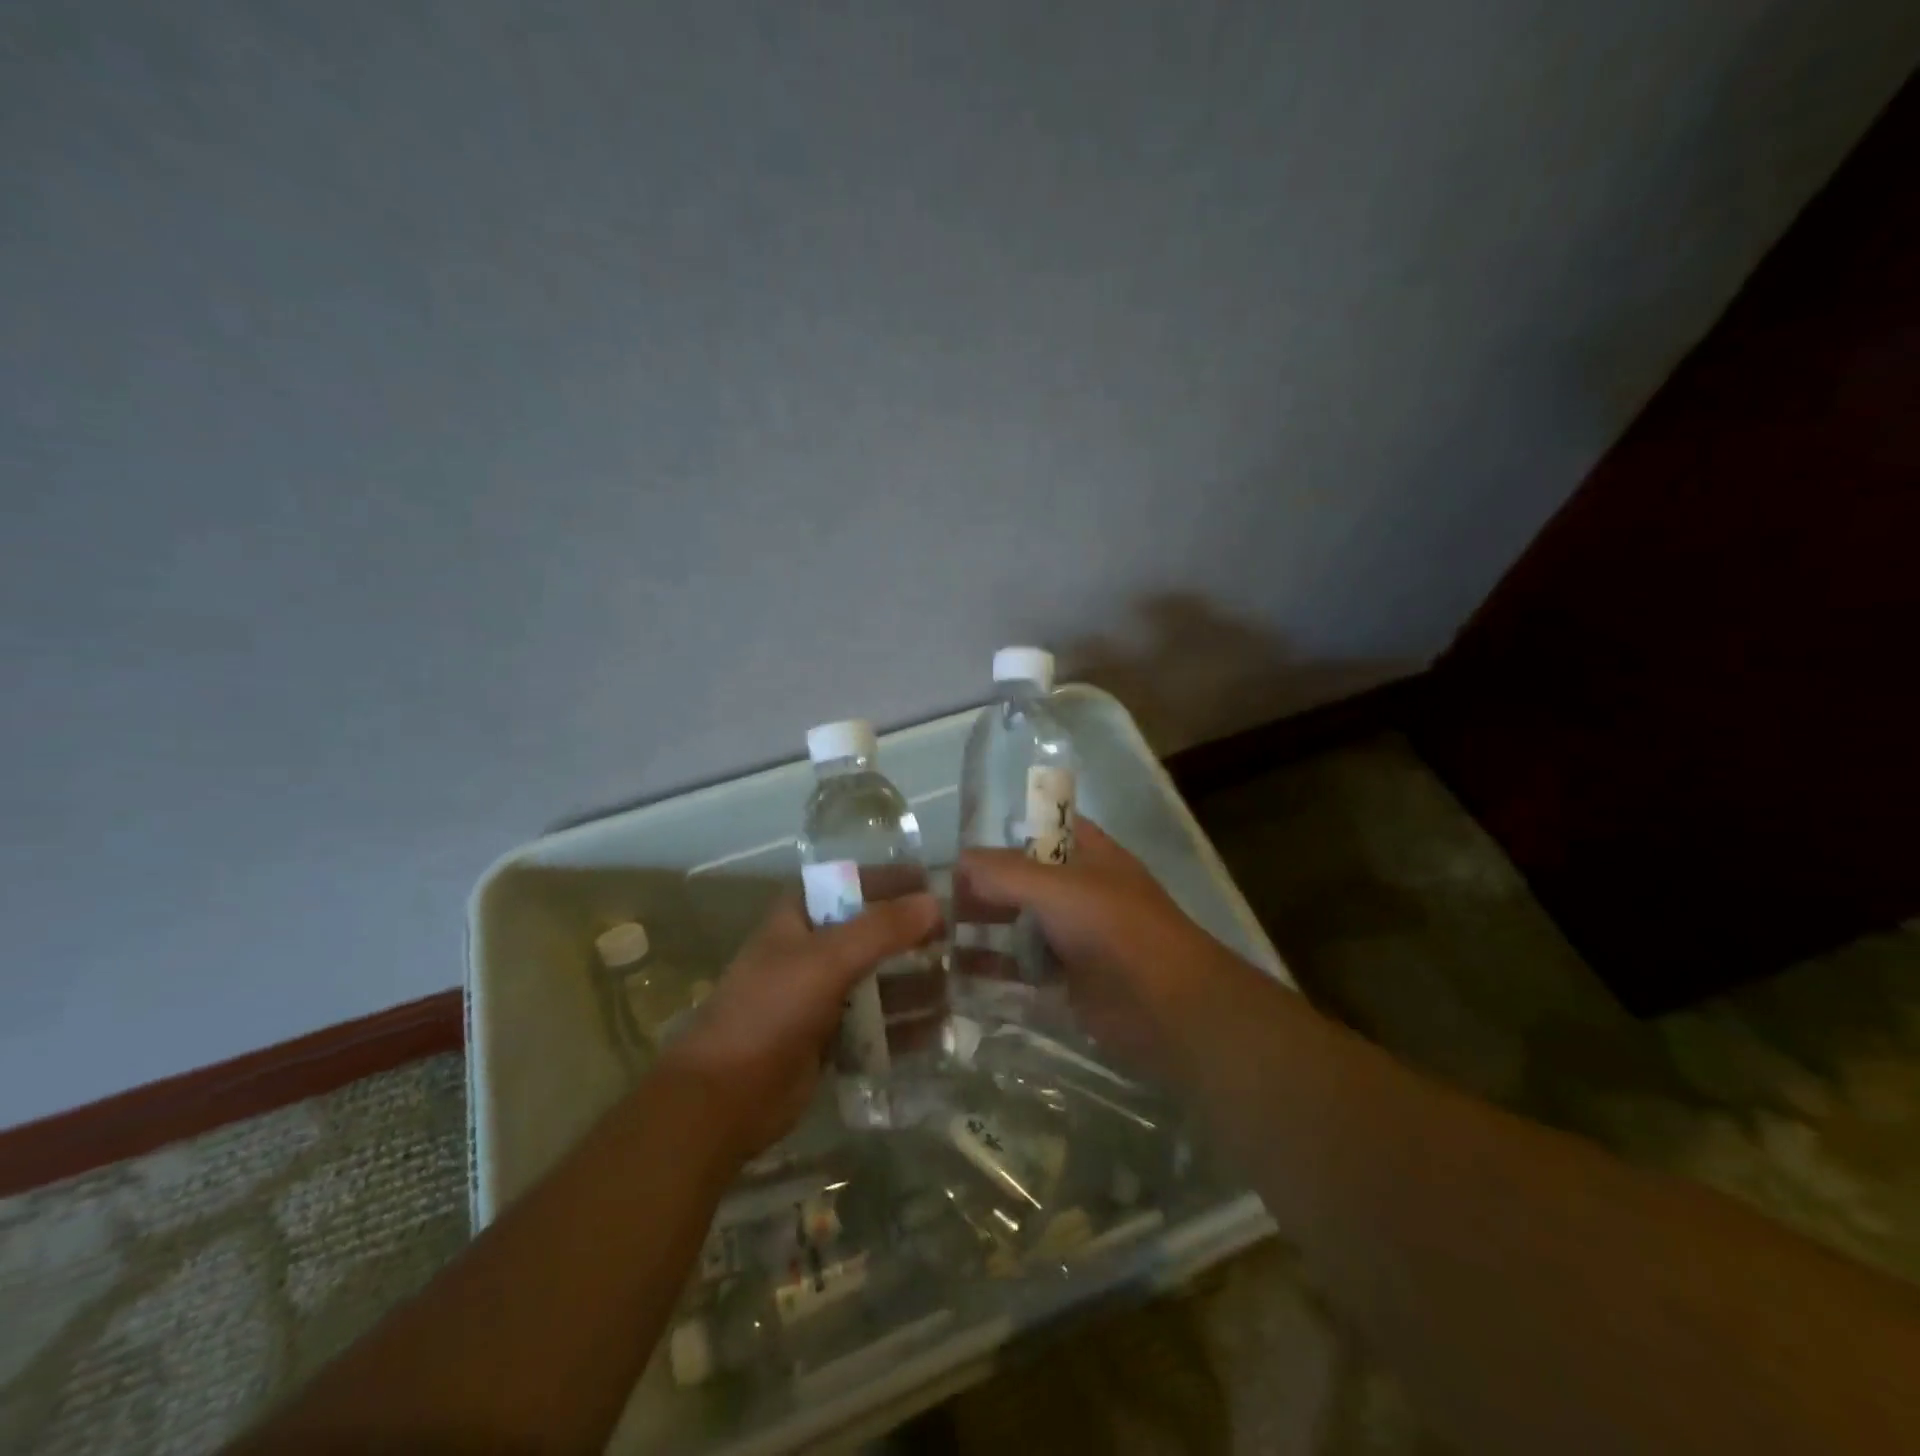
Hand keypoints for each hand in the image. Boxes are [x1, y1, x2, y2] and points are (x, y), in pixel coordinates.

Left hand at [656, 891, 941, 1161]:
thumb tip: (934, 902)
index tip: (940, 885)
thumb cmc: (770, 1010)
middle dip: (915, 936)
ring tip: (963, 986)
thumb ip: (881, 928)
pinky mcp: (831, 1037)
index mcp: (800, 916)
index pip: (853, 883)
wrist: (724, 1097)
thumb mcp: (827, 959)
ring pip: (879, 980)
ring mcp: (821, 995)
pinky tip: (942, 1029)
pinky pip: (877, 1022)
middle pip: (873, 933)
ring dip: (917, 982)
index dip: (894, 881)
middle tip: (964, 940)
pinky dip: (906, 1024)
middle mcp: (813, 949)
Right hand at [956, 820, 1252, 1075]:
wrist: (1167, 1008)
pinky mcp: (1069, 981)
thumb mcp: (1056, 888)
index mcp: (1088, 854)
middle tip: (935, 904)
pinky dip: (996, 974)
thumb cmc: (1115, 929)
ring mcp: (1075, 937)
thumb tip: (959, 861)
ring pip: (1021, 927)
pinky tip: (959, 979)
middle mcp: (1081, 890)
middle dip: (983, 890)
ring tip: (935, 942)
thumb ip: (1004, 872)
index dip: (1004, 833)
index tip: (959, 849)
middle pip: (1023, 881)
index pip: (1041, 829)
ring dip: (984, 933)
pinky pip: (1024, 971)